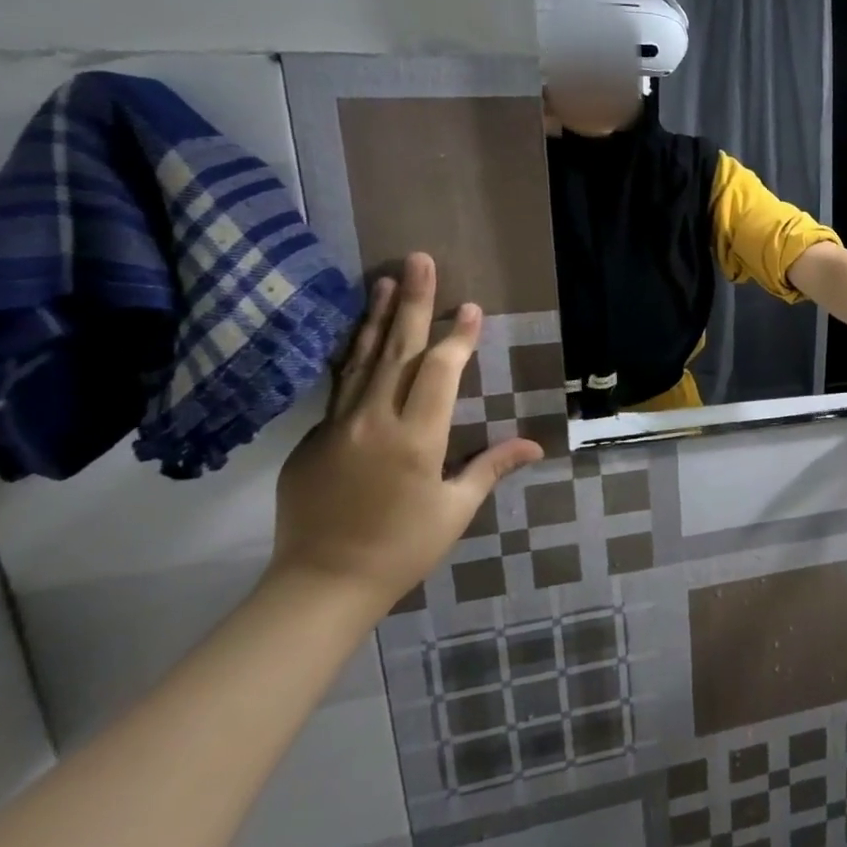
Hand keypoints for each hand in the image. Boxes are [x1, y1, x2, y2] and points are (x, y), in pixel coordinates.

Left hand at [271, 253, 541, 618]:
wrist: (320, 585)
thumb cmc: (402, 548)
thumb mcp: (456, 510)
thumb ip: (490, 467)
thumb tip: (535, 444)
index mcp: (416, 437)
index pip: (440, 370)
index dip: (458, 336)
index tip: (471, 307)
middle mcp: (374, 421)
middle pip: (397, 350)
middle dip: (413, 303)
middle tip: (419, 261)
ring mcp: (336, 428)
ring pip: (360, 361)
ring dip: (377, 319)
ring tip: (384, 280)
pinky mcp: (311, 442)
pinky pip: (339, 389)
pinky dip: (354, 357)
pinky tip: (361, 340)